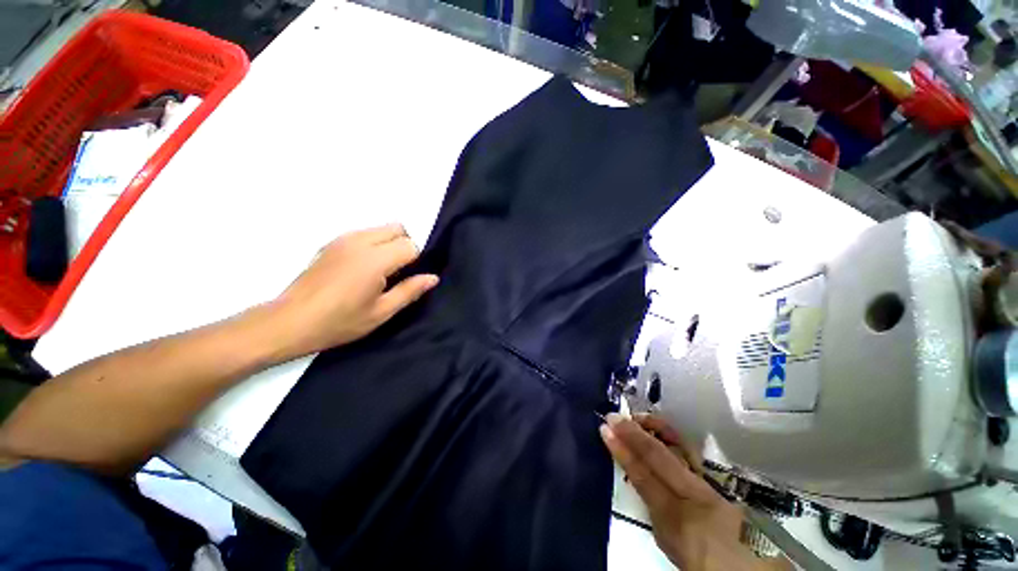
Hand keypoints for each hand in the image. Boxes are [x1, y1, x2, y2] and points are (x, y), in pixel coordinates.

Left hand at [269, 223, 438, 358]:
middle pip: (397, 229)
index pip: (410, 245)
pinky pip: (364, 233)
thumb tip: (433, 277)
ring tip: (382, 271)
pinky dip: (374, 243)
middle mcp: (360, 241)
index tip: (409, 278)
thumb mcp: (381, 312)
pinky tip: (364, 268)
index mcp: (374, 260)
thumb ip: (410, 291)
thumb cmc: (339, 322)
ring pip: (381, 228)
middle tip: (399, 272)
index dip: (416, 261)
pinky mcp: (331, 243)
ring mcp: (343, 239)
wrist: (289, 322)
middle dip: (406, 246)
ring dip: (390, 243)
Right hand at [601, 413, 759, 570]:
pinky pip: (691, 452)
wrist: (751, 569)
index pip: (642, 476)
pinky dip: (672, 436)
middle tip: (613, 416)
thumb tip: (644, 482)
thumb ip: (656, 511)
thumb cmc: (703, 562)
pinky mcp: (720, 481)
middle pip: (659, 456)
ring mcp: (710, 484)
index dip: (622, 451)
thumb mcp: (669, 543)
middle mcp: (695, 496)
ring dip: (655, 428)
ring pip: (680, 447)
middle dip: (633, 433)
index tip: (605, 430)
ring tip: (637, 417)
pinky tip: (660, 429)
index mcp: (677, 518)